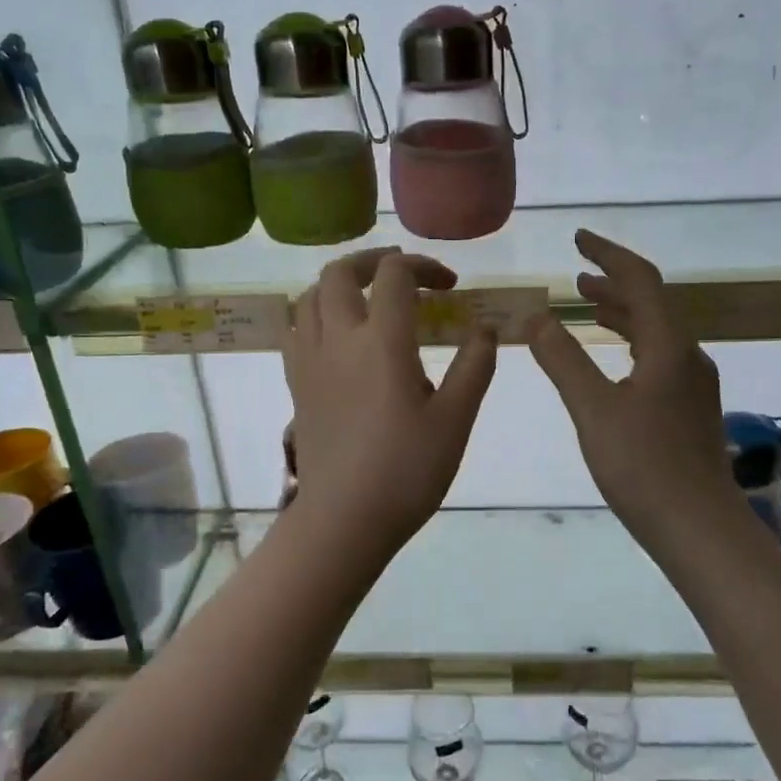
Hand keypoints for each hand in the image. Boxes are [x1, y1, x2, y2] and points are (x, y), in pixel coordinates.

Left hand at [283, 248, 496, 552]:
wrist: (345, 519)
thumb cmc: (406, 471)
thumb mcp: (455, 421)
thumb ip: (474, 367)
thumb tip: (485, 329)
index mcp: (381, 341)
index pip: (395, 275)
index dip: (423, 266)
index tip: (449, 286)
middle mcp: (338, 339)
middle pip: (339, 272)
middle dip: (374, 261)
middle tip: (403, 275)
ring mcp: (309, 361)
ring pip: (309, 296)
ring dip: (339, 284)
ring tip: (368, 300)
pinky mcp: (295, 384)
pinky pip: (295, 329)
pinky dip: (316, 314)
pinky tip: (337, 337)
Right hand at [527, 231, 739, 544]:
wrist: (698, 526)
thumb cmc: (643, 466)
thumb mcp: (593, 410)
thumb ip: (563, 360)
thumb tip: (536, 317)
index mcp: (668, 346)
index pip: (640, 281)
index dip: (608, 255)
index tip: (578, 239)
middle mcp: (687, 356)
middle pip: (651, 304)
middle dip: (613, 284)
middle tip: (575, 277)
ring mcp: (693, 384)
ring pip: (655, 332)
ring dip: (622, 314)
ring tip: (587, 307)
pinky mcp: (690, 408)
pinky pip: (658, 357)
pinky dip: (630, 343)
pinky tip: (614, 361)